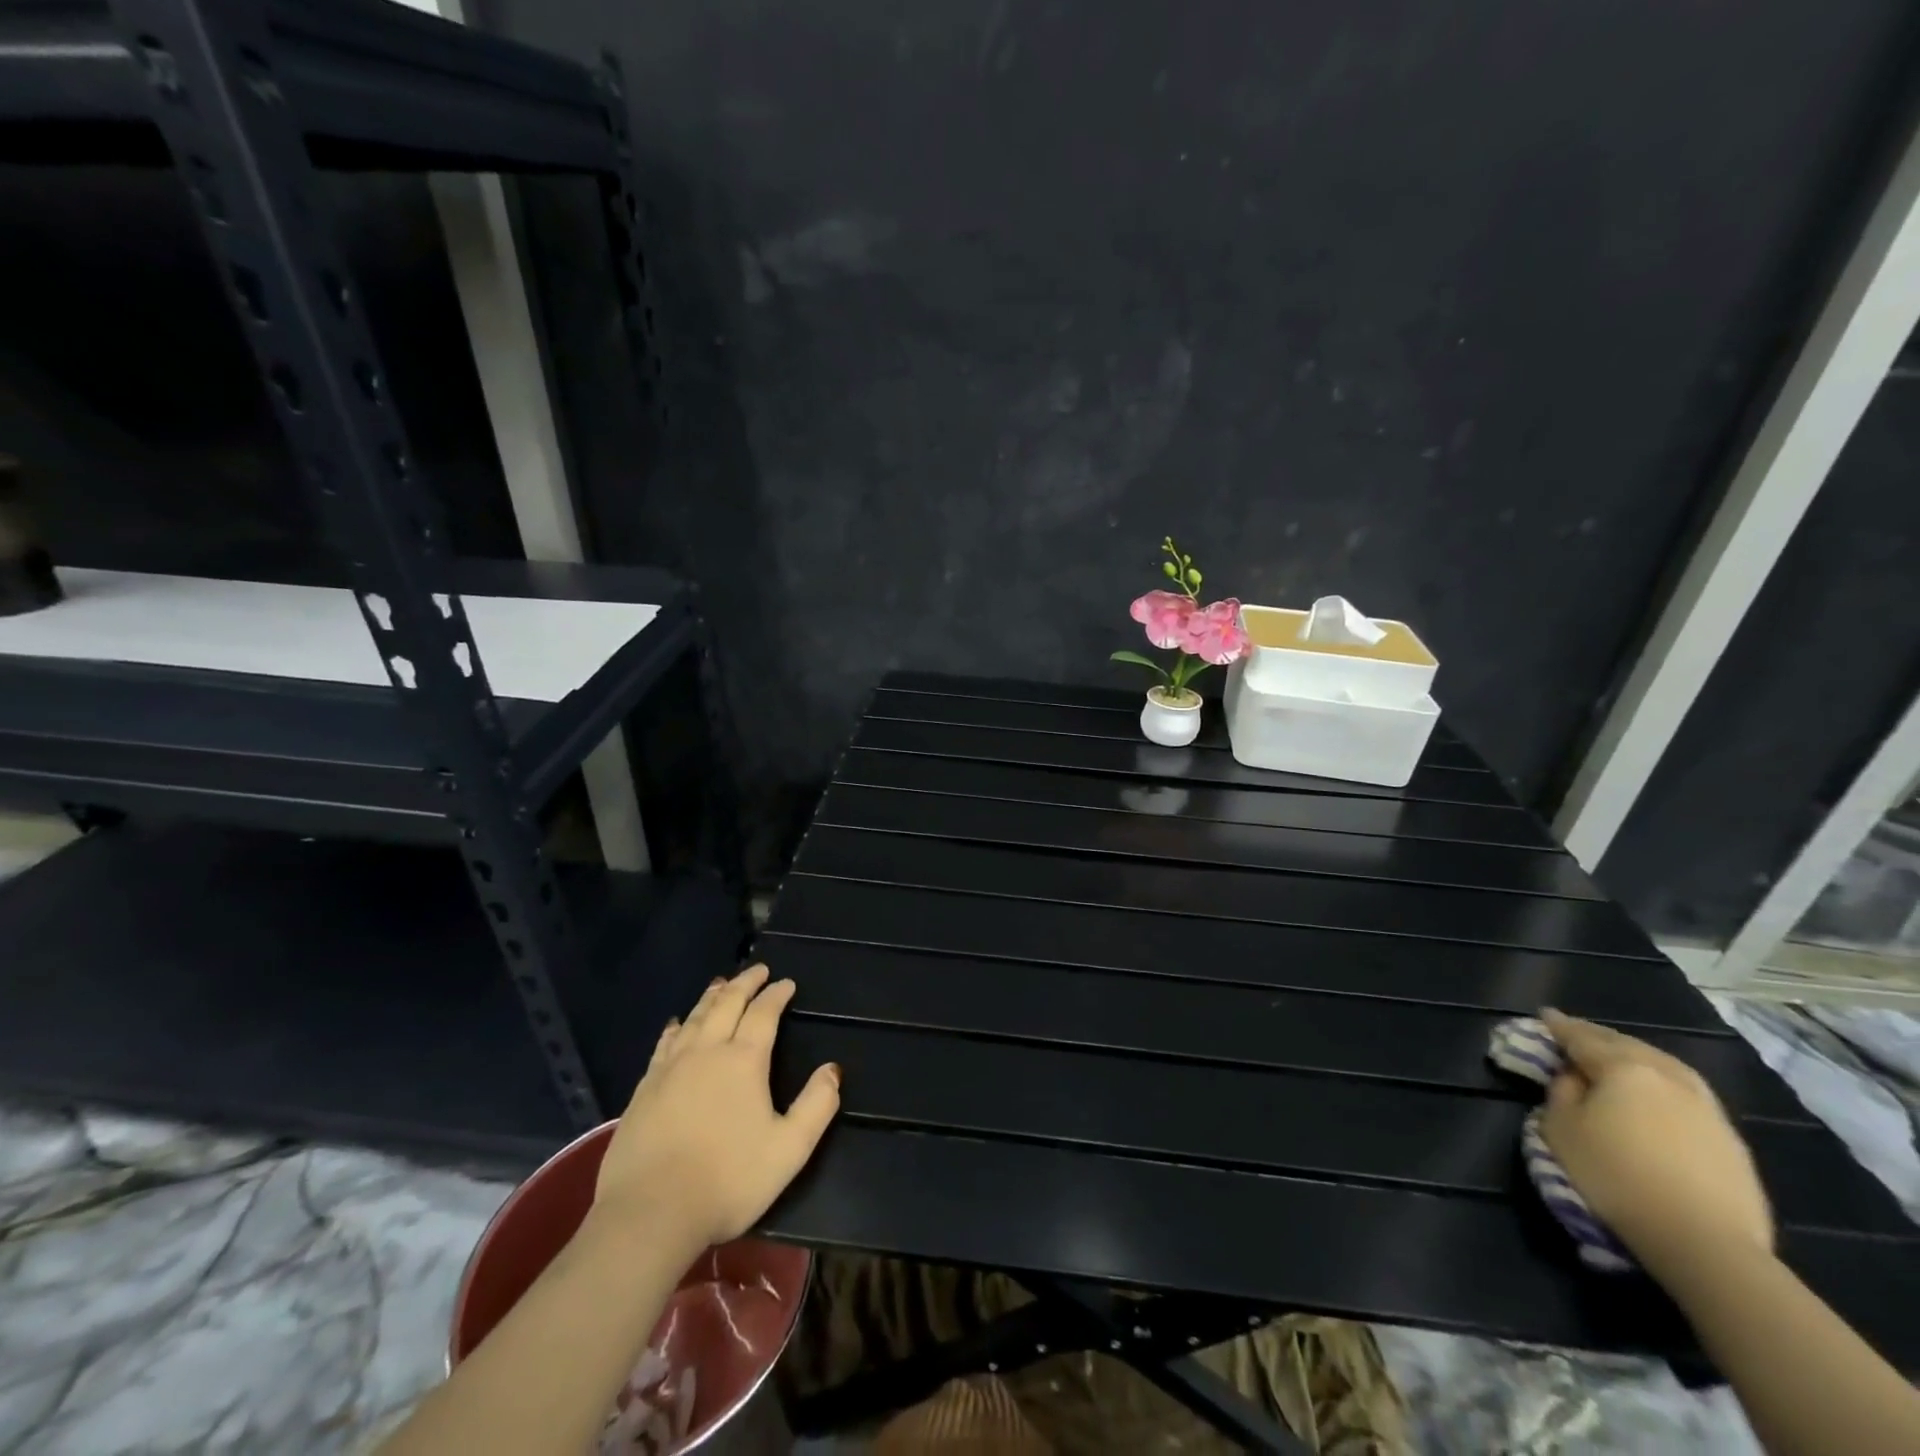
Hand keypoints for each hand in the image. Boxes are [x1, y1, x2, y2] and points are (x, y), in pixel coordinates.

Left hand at [591, 964, 840, 1252]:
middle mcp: (706, 1052)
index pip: (763, 1013)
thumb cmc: (728, 1180)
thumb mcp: (789, 1149)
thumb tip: (833, 1070)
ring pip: (694, 1017)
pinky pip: (665, 1042)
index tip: (786, 983)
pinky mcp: (644, 1088)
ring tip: (722, 984)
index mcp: (743, 1061)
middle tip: (758, 970)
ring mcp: (671, 1068)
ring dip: (712, 996)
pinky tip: (677, 1023)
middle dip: (745, 983)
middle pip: (727, 1004)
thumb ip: (817, 1106)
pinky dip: (677, 1025)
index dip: (776, 994)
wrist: (649, 1214)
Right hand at [1538, 1008, 1772, 1277]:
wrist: (1706, 1243)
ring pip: (1663, 1066)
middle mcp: (1668, 1076)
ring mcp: (1707, 1107)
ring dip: (1636, 1056)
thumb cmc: (1616, 1176)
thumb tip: (1574, 1077)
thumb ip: (1561, 1092)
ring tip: (1618, 1059)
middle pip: (1626, 1045)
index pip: (1582, 1037)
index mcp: (1624, 1068)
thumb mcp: (1561, 1129)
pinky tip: (1657, 1097)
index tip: (1545, 1015)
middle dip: (1598, 1037)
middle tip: (1576, 1034)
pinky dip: (1662, 1084)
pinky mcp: (1731, 1139)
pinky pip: (1686, 1094)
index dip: (1559, 1026)